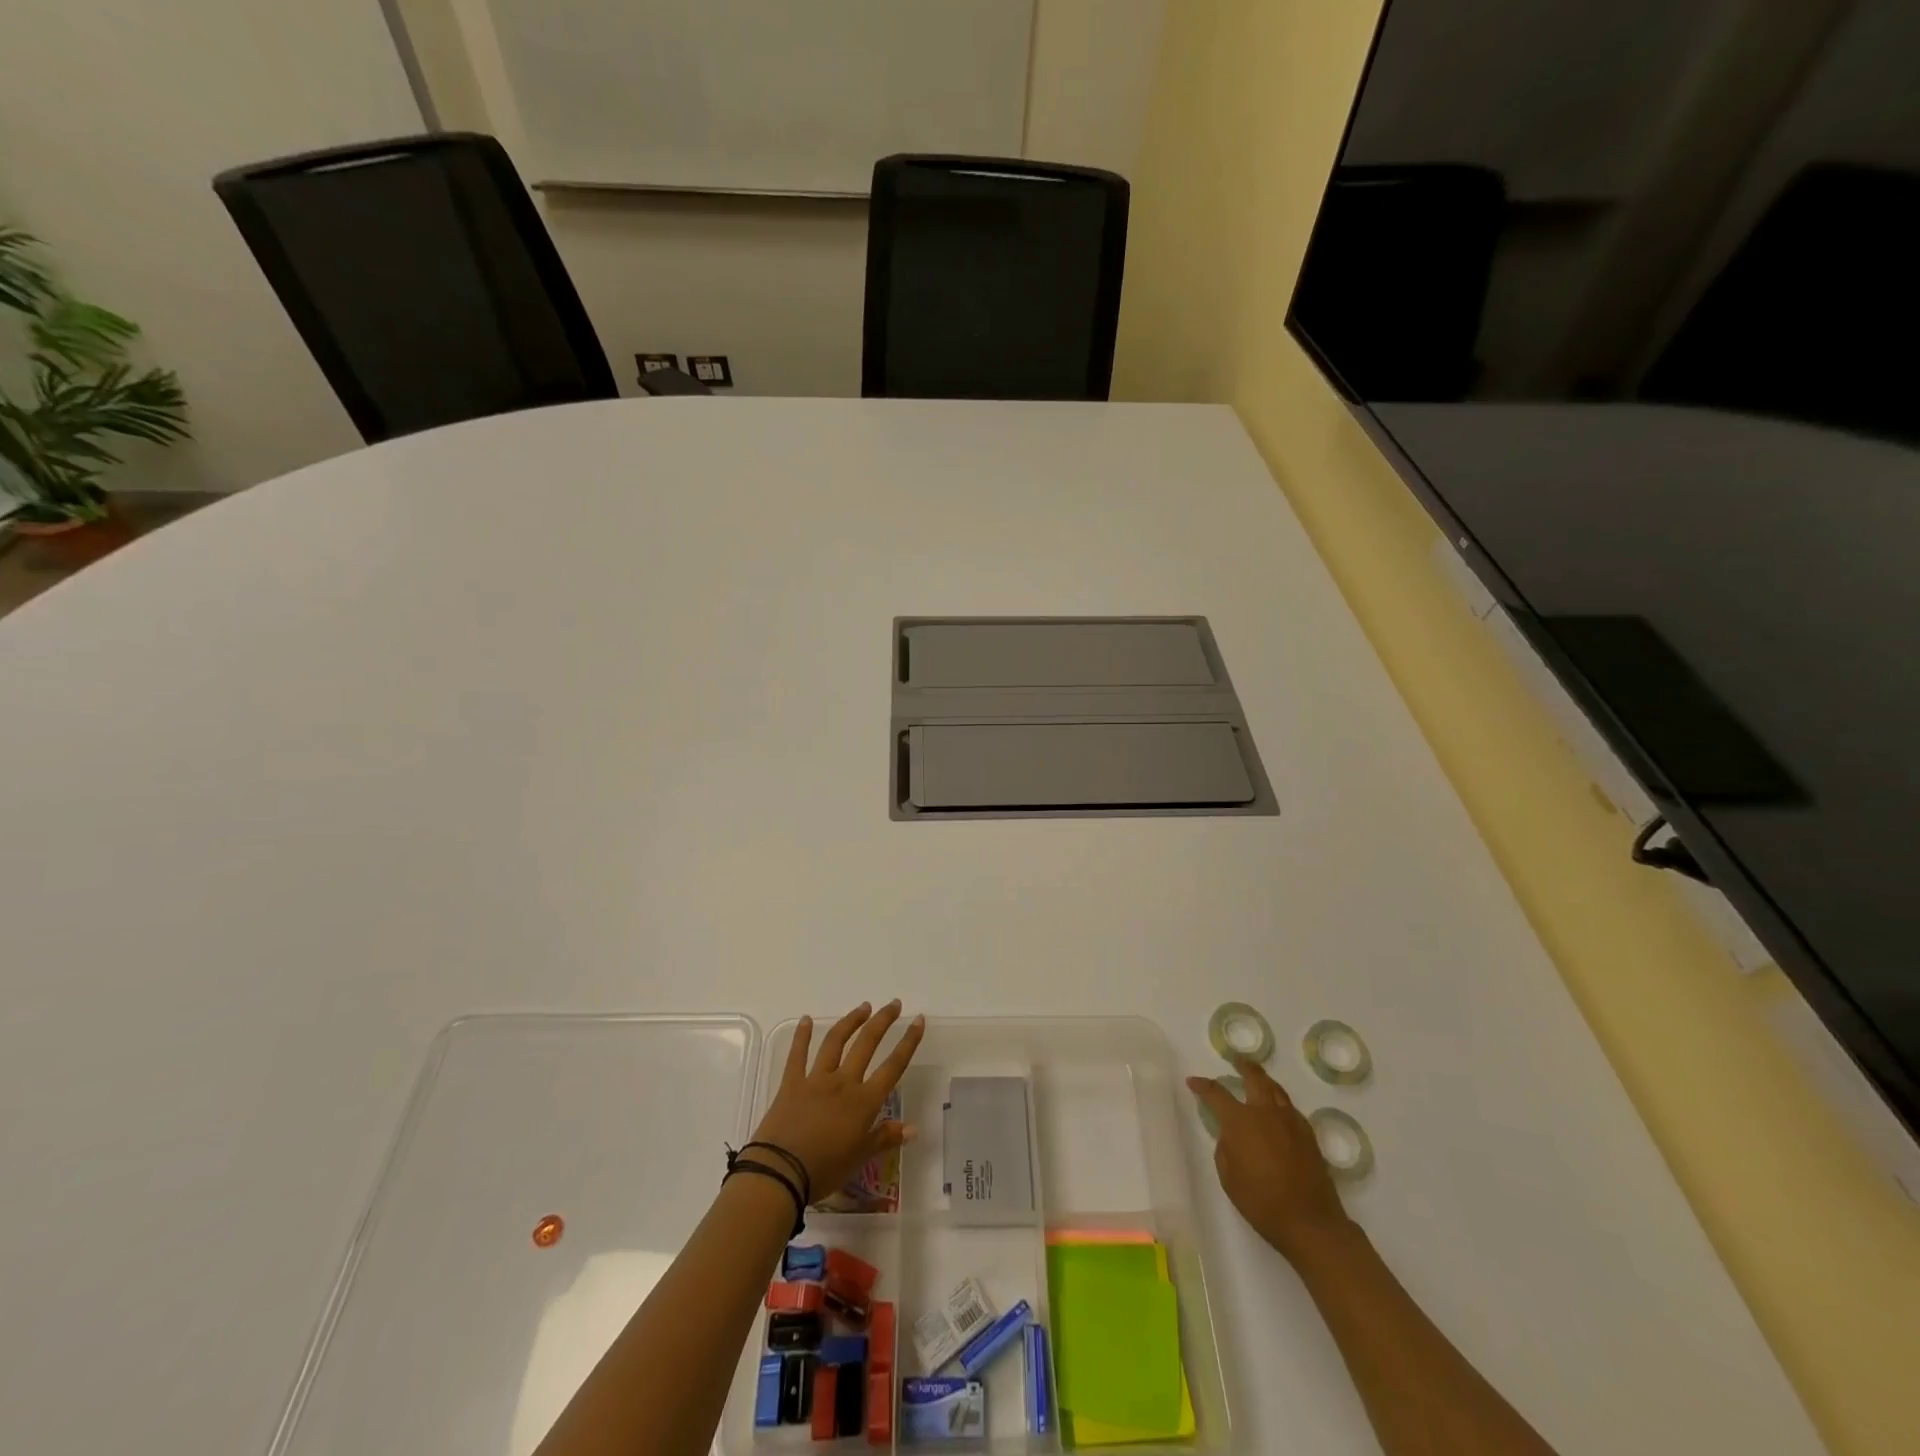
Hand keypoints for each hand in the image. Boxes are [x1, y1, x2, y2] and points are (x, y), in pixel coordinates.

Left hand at [749, 1000, 924, 1196]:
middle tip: (894, 1004)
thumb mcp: (860, 1158)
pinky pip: (797, 1055)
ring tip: (863, 1007)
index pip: (893, 1066)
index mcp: (863, 1101)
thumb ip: (885, 1138)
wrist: (780, 1172)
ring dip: (851, 1021)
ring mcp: (816, 1079)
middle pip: (866, 1044)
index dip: (908, 1043)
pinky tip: (806, 1019)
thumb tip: (913, 1128)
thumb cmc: (825, 1169)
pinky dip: (802, 1036)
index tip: (918, 1020)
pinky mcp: (791, 1083)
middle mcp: (843, 1082)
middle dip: (882, 1021)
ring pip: (836, 1042)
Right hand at [1188, 1056, 1353, 1263]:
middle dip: (1243, 1066)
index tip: (1193, 1082)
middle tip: (1236, 1060)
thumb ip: (1225, 1148)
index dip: (1202, 1086)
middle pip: (1254, 1078)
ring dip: (1264, 1080)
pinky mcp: (1308, 1134)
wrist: (1310, 1222)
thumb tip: (1231, 1135)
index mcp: (1241, 1121)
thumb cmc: (1262, 1202)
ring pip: (1276, 1089)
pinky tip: (1277, 1110)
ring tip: (1258, 1078)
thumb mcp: (1229, 1177)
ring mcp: (1290, 1121)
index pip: (1216, 1093)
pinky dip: (1280, 1101)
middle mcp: (1266, 1112)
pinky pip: (1290, 1107)